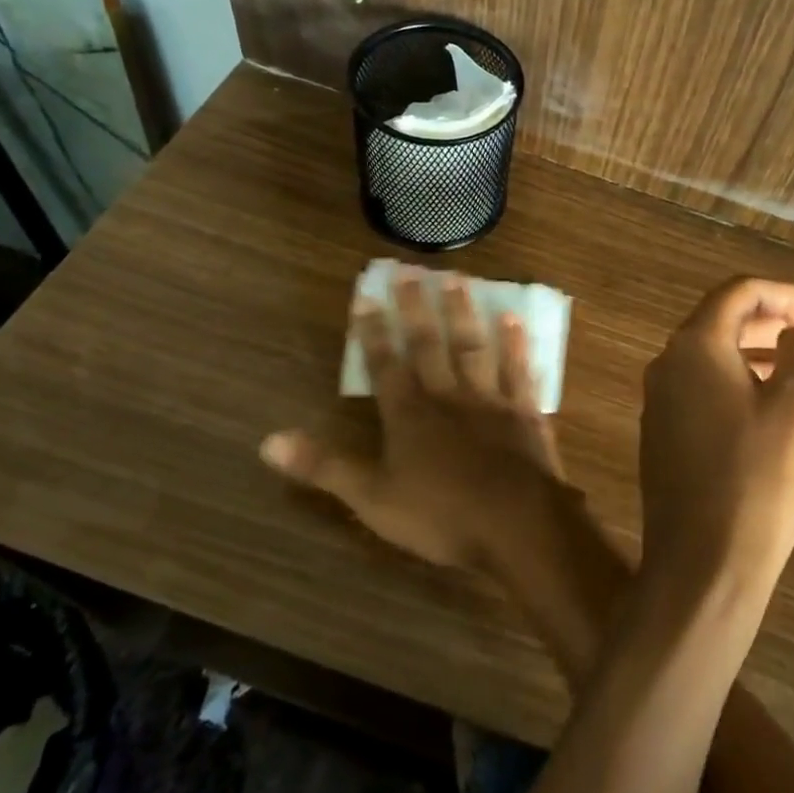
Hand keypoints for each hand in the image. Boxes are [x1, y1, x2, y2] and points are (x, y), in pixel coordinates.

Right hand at [261, 269, 559, 570]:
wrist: (514, 523)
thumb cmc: (440, 516)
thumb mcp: (371, 499)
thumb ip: (324, 467)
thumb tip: (269, 442)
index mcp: (408, 415)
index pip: (384, 365)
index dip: (372, 332)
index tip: (366, 296)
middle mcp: (447, 396)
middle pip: (428, 344)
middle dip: (416, 307)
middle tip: (411, 269)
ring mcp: (489, 399)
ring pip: (472, 347)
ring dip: (463, 313)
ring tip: (458, 278)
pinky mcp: (524, 410)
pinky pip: (519, 370)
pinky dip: (517, 345)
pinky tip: (514, 319)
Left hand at [639, 277, 793, 594]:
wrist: (702, 565)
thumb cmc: (758, 479)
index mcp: (694, 346)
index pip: (741, 292)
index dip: (792, 294)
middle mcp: (667, 364)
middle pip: (725, 321)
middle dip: (779, 320)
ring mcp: (659, 402)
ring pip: (715, 357)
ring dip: (762, 352)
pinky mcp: (663, 437)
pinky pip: (705, 389)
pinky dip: (742, 382)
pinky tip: (772, 404)